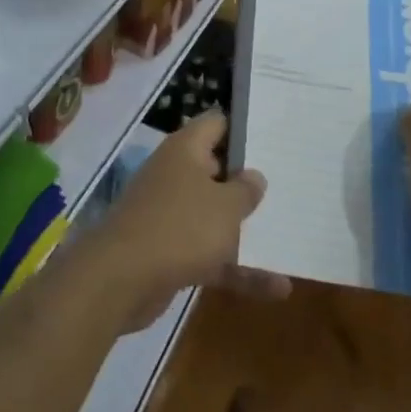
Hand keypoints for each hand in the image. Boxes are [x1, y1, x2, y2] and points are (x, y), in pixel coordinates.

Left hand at [82, 110, 289, 331]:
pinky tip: (276, 288)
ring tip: (288, 235)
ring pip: (213, 215)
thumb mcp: (226, 206)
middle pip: (216, 170)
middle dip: (247, 181)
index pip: (216, 124)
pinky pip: (210, 253)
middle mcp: (175, 174)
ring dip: (245, 229)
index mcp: (185, 149)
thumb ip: (245, 190)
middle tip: (287, 186)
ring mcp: (170, 213)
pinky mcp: (168, 250)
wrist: (122, 278)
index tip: (274, 139)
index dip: (243, 128)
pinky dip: (236, 268)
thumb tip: (254, 175)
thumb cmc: (181, 227)